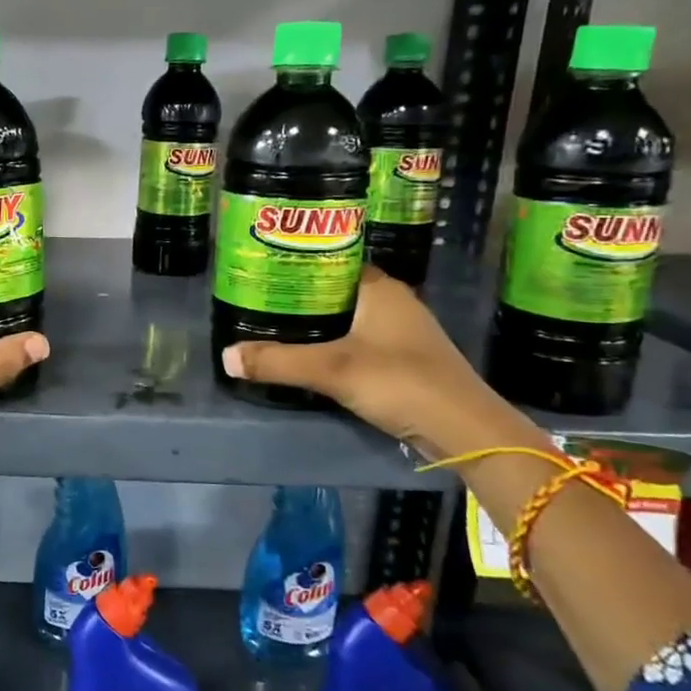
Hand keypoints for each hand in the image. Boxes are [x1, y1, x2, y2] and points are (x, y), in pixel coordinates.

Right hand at [221, 267, 546, 459]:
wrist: (465, 430)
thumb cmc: (401, 381)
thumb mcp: (332, 370)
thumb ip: (278, 362)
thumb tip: (225, 356)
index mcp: (379, 288)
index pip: (332, 260)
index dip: (298, 262)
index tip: (263, 269)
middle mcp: (392, 302)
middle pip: (336, 290)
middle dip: (300, 295)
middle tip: (258, 299)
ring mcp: (401, 332)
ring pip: (347, 317)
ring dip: (316, 322)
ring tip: (273, 325)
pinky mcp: (404, 360)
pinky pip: (357, 340)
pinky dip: (332, 343)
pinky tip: (308, 355)